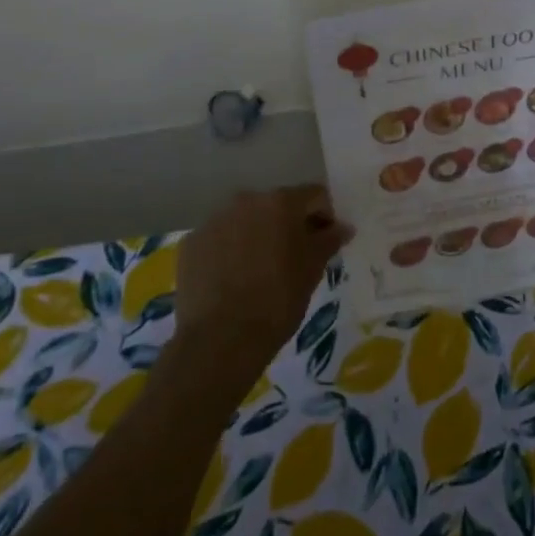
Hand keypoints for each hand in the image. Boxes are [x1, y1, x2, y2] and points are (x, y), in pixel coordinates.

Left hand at [174, 186, 352, 378]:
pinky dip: (229, 251)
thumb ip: (329, 240)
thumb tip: (343, 227)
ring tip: (260, 271)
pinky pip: (219, 239)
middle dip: (288, 225)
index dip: (325, 216)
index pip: (314, 196)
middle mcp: (245, 200)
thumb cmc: (278, 300)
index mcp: (280, 202)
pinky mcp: (191, 243)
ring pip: (245, 221)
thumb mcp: (312, 270)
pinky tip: (232, 280)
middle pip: (276, 205)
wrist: (221, 339)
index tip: (326, 241)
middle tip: (294, 257)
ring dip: (256, 236)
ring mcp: (214, 220)